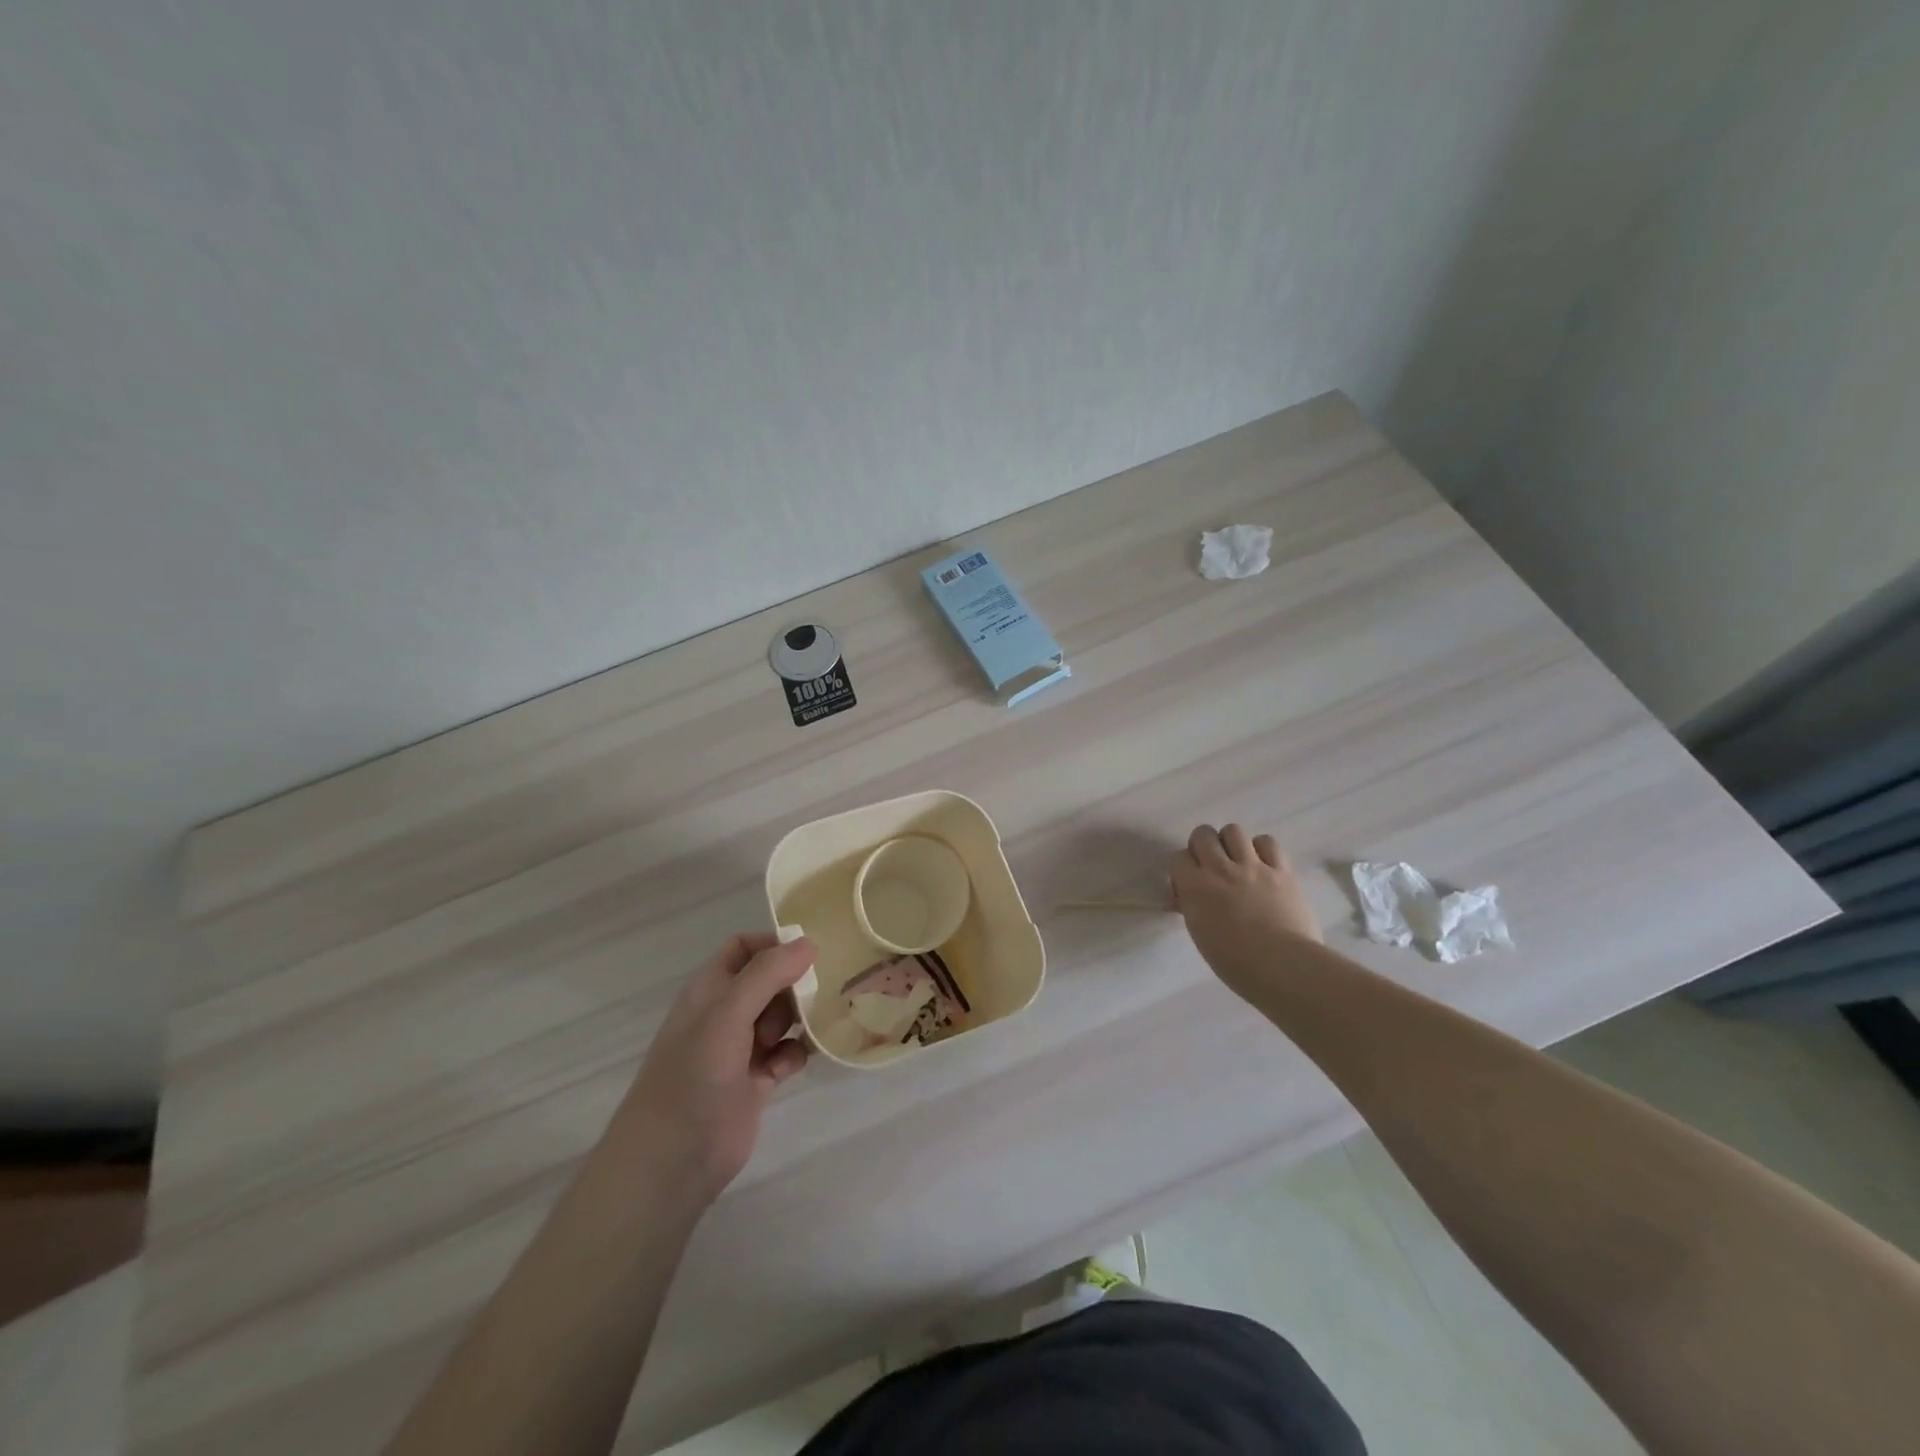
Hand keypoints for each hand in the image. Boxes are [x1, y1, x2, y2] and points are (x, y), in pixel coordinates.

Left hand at [619, 933, 813, 1208]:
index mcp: (710, 989)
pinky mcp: (755, 1081)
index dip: (774, 945)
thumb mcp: (727, 1015)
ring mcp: (740, 1048)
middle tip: (810, 999)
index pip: (744, 947)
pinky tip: (790, 1066)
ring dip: (798, 1019)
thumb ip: (767, 974)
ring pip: (782, 1016)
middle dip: (793, 985)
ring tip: (802, 1032)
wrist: (671, 1162)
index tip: (808, 956)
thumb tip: (809, 942)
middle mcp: (725, 1013)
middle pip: (770, 980)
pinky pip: (786, 1053)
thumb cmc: (692, 1077)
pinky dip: (794, 1054)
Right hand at [1171, 824, 1321, 992]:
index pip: (1178, 858)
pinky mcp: (1281, 870)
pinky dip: (1262, 849)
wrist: (1283, 966)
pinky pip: (1268, 842)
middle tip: (1211, 866)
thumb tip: (1191, 897)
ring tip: (1238, 861)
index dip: (1184, 869)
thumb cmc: (1236, 962)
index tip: (1190, 884)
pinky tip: (1264, 865)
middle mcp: (1221, 869)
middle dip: (1202, 846)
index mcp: (1196, 887)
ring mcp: (1253, 866)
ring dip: (1231, 843)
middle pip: (1202, 834)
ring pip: (1233, 830)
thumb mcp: (1201, 934)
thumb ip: (1194, 907)